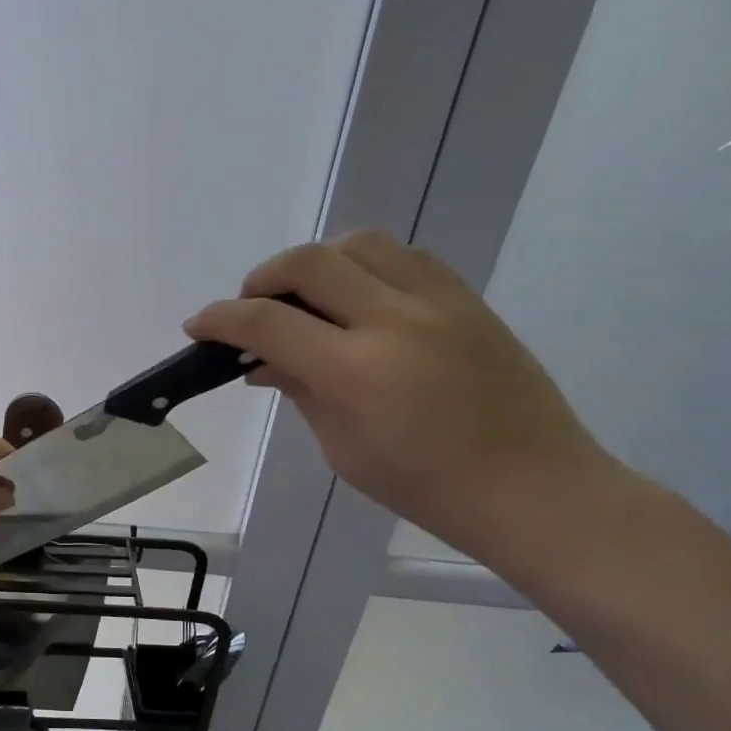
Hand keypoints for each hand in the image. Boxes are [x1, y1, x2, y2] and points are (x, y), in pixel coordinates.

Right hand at [185, 231, 612, 560]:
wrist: (533, 486)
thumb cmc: (426, 487)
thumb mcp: (343, 449)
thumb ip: (299, 391)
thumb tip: (260, 360)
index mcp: (358, 372)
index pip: (268, 322)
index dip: (220, 319)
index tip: (198, 326)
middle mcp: (396, 320)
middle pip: (309, 262)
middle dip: (261, 278)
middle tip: (249, 308)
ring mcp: (439, 301)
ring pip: (357, 243)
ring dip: (314, 263)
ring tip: (303, 298)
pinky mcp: (466, 297)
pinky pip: (402, 255)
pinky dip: (363, 264)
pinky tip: (356, 297)